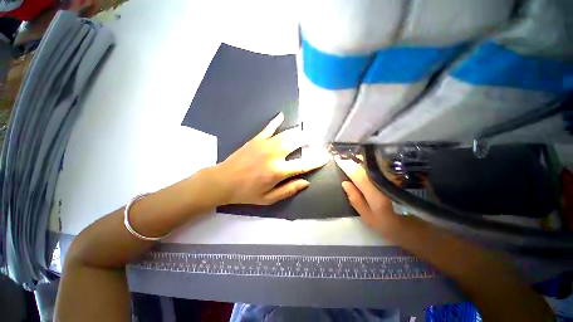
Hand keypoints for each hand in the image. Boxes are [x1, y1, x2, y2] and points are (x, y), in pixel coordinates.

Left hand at [215, 113, 329, 204]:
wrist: (223, 181)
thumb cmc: (246, 192)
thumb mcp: (268, 198)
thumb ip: (288, 190)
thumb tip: (306, 182)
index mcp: (278, 171)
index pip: (304, 164)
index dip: (316, 161)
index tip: (325, 156)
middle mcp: (275, 155)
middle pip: (297, 142)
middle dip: (308, 141)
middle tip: (312, 143)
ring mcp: (265, 144)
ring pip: (287, 133)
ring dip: (298, 132)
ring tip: (303, 134)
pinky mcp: (256, 139)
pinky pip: (269, 127)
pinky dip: (277, 121)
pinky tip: (282, 116)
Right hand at [335, 156, 401, 235]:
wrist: (408, 223)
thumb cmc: (384, 222)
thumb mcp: (366, 216)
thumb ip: (355, 199)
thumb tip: (344, 182)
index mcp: (377, 195)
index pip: (359, 176)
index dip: (348, 167)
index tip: (337, 159)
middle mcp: (386, 183)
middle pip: (368, 165)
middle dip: (355, 158)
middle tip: (343, 156)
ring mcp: (393, 178)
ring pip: (375, 162)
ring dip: (362, 158)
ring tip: (351, 157)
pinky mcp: (395, 176)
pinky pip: (380, 165)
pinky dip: (370, 161)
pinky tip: (363, 161)